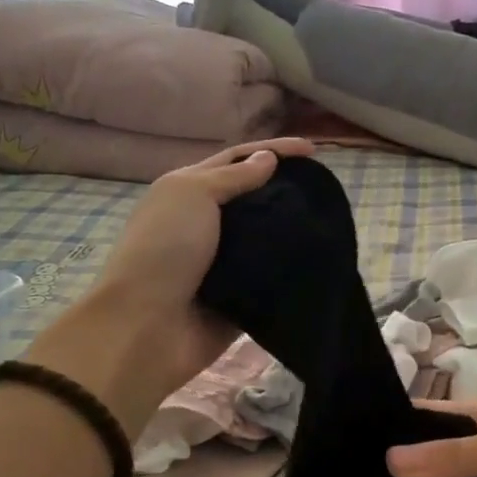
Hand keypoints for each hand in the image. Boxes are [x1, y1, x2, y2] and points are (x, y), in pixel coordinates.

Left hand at [28, 139, 312, 432]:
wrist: (146, 326)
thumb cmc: (164, 249)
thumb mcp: (193, 195)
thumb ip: (233, 177)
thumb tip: (267, 159)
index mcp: (188, 192)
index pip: (237, 160)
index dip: (273, 150)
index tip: (314, 150)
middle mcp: (205, 223)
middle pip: (253, 198)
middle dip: (286, 189)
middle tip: (325, 189)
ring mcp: (222, 262)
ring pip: (265, 237)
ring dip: (292, 229)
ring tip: (329, 222)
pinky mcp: (238, 297)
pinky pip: (269, 277)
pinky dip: (290, 268)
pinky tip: (319, 258)